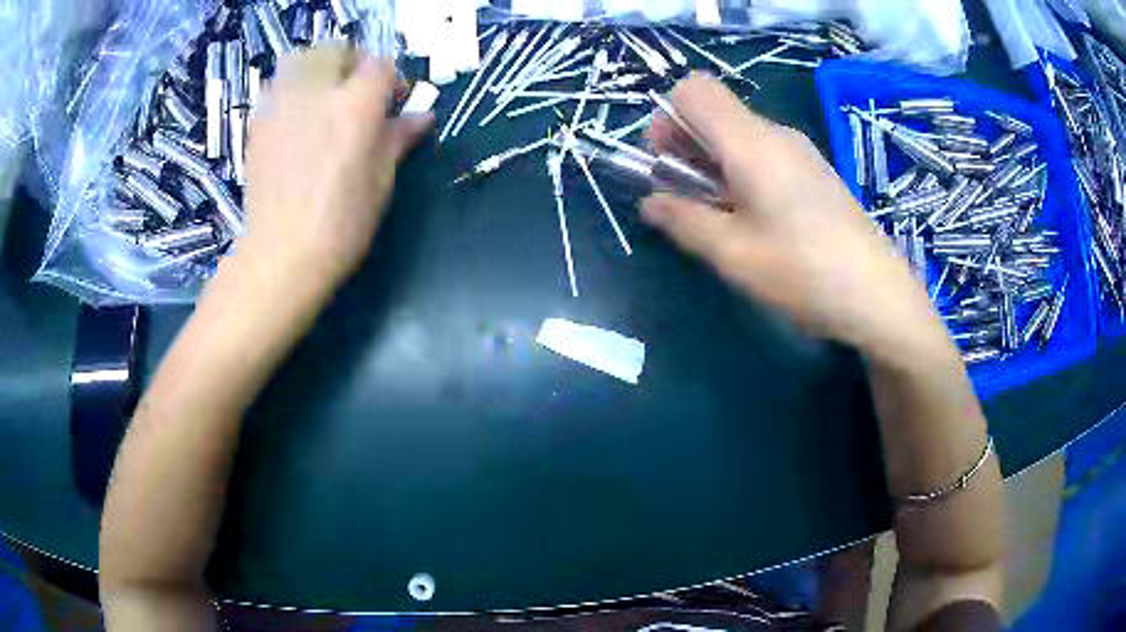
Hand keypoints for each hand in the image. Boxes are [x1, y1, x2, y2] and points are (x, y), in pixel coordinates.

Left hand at [241, 46, 432, 287]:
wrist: (281, 255)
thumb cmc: (341, 225)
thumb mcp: (380, 182)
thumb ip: (398, 138)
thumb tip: (422, 116)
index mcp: (356, 107)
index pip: (380, 65)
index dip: (392, 80)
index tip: (394, 104)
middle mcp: (317, 93)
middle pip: (337, 51)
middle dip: (352, 64)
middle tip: (355, 94)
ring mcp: (281, 105)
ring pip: (300, 59)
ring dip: (317, 69)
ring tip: (322, 98)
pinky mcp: (258, 123)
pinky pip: (275, 86)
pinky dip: (290, 90)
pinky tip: (295, 119)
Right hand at [641, 75, 943, 354]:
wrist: (879, 297)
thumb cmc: (804, 272)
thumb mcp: (733, 254)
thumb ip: (684, 220)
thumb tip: (650, 201)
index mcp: (751, 142)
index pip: (693, 90)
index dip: (667, 119)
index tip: (668, 167)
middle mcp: (776, 135)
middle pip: (715, 113)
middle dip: (687, 149)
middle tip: (691, 203)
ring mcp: (800, 153)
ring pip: (739, 137)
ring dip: (715, 168)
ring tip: (724, 220)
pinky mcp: (815, 174)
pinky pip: (765, 156)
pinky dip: (744, 177)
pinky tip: (758, 222)